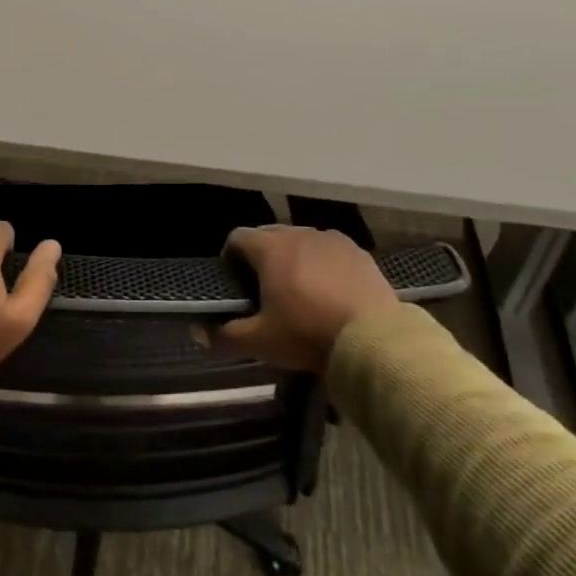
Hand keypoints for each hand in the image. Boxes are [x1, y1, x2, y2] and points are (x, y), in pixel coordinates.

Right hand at [213, 226, 397, 373]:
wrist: (375, 341)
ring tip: (299, 291)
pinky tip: (330, 293)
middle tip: (264, 291)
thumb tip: (200, 333)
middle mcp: (299, 234)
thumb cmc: (309, 334)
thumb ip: (225, 336)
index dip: (230, 258)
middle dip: (262, 258)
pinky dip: (324, 266)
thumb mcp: (261, 342)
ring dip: (294, 259)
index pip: (237, 237)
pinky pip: (331, 252)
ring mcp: (332, 240)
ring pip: (302, 242)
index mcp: (270, 248)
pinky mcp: (359, 253)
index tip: (234, 284)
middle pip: (270, 236)